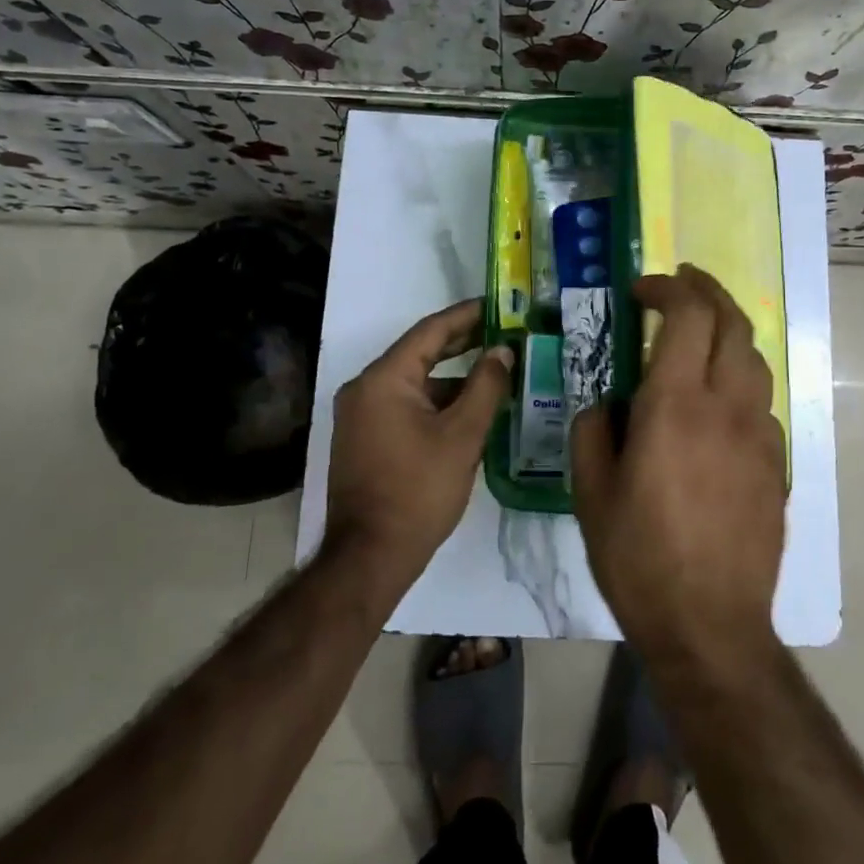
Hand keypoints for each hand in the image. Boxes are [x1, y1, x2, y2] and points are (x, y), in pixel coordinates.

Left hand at [324, 299, 512, 593]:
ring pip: (414, 382)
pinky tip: (469, 408)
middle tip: (503, 332)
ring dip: (452, 377)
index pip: (430, 331)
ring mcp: (361, 415)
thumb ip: (486, 387)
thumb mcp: (462, 436)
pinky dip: (436, 401)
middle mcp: (364, 388)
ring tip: (495, 372)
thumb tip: (502, 351)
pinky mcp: (365, 438)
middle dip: (462, 343)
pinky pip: (405, 404)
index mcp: (383, 379)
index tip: (498, 306)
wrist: (370, 557)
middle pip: (420, 353)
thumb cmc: (418, 491)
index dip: (466, 316)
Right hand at [572, 264, 786, 664]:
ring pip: (754, 357)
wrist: (712, 627)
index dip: (667, 288)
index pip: (687, 315)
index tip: (642, 290)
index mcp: (675, 405)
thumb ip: (593, 431)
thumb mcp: (590, 493)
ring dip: (727, 331)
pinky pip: (761, 401)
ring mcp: (759, 434)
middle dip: (706, 290)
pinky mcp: (777, 463)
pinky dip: (738, 379)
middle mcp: (726, 406)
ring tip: (700, 334)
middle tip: (681, 282)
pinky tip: (717, 402)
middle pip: (732, 321)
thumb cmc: (640, 558)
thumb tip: (607, 403)